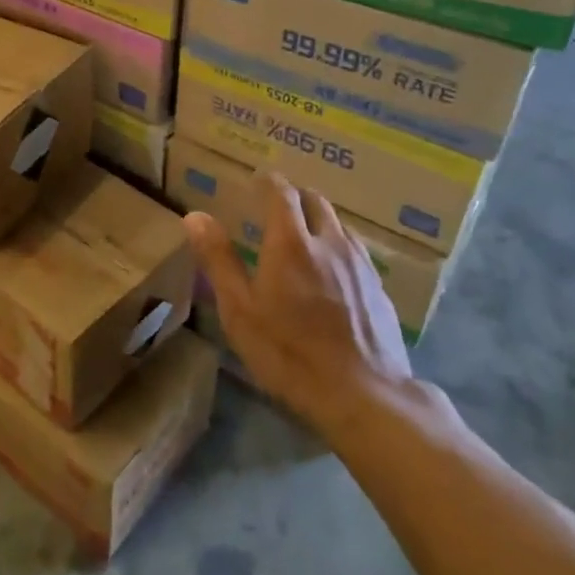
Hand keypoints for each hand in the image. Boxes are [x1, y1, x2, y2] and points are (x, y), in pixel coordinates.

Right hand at [184, 171, 411, 425]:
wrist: (363, 395)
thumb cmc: (288, 353)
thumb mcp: (240, 311)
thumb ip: (219, 260)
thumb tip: (195, 216)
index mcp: (290, 242)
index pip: (281, 192)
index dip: (269, 182)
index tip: (258, 179)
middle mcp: (329, 241)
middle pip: (315, 201)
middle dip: (295, 197)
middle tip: (277, 208)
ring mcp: (360, 263)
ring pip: (339, 224)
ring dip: (319, 220)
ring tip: (304, 236)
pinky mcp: (379, 287)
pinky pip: (356, 250)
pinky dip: (338, 246)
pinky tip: (333, 272)